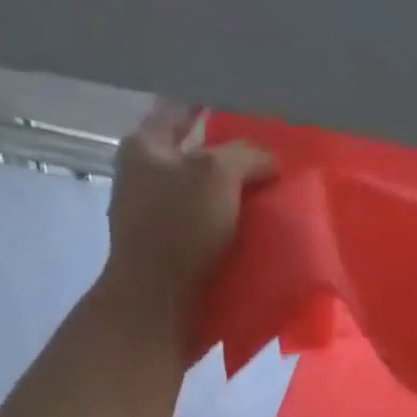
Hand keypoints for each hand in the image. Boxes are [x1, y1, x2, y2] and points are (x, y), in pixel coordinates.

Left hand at [100, 102, 274, 319]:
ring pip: (203, 199)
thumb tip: (269, 162)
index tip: (253, 114)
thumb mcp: (218, 174)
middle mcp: (144, 179)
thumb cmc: (179, 231)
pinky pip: (205, 235)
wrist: (156, 309)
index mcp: (144, 146)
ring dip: (234, 201)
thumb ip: (247, 155)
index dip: (217, 107)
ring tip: (272, 202)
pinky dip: (228, 234)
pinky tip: (254, 238)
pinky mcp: (168, 258)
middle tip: (272, 162)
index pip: (183, 109)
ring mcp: (154, 221)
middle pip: (195, 157)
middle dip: (232, 160)